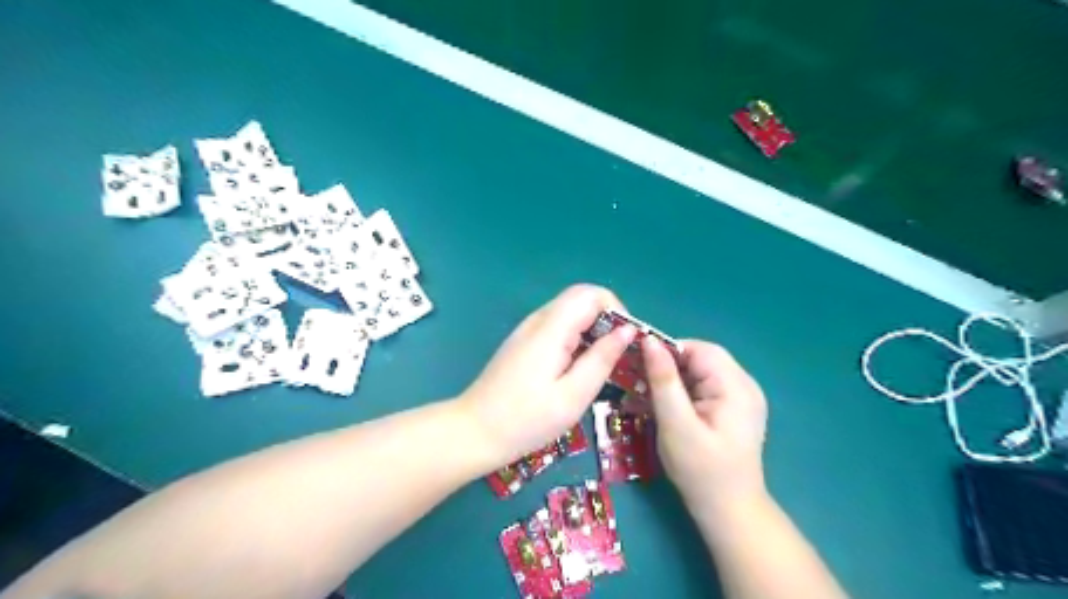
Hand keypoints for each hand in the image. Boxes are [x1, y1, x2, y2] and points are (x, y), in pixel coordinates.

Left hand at [457, 286, 631, 466]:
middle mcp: (538, 320)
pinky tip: (579, 370)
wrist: (473, 432)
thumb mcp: (573, 396)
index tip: (628, 341)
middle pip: (580, 300)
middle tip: (620, 356)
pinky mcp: (523, 343)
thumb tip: (628, 331)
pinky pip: (557, 328)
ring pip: (570, 314)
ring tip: (605, 366)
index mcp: (551, 329)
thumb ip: (602, 359)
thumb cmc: (525, 420)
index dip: (616, 309)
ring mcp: (528, 331)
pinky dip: (577, 340)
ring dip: (593, 331)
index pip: (591, 294)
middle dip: (607, 320)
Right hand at [642, 339, 768, 512]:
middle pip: (699, 359)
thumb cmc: (701, 471)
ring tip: (642, 398)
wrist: (728, 512)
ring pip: (697, 373)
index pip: (698, 349)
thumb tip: (648, 341)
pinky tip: (659, 408)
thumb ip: (663, 380)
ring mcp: (740, 397)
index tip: (637, 365)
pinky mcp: (731, 409)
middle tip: (636, 384)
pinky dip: (679, 393)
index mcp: (735, 385)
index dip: (667, 351)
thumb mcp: (676, 424)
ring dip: (669, 381)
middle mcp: (743, 384)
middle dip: (665, 368)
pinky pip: (702, 388)